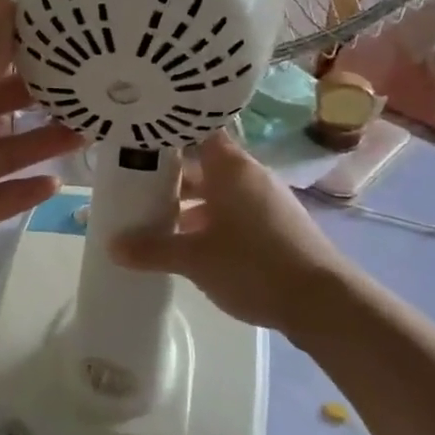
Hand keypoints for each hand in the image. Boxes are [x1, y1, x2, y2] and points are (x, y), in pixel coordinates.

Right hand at [111, 130, 351, 334]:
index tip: (138, 139)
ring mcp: (267, 200)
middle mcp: (250, 175)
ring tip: (156, 218)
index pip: (197, 131)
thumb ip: (153, 249)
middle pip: (204, 163)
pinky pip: (235, 211)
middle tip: (134, 184)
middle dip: (171, 175)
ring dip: (190, 202)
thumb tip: (112, 245)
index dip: (168, 133)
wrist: (322, 302)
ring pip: (219, 190)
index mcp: (231, 167)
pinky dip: (211, 220)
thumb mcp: (194, 258)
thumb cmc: (253, 265)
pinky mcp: (277, 225)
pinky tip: (191, 244)